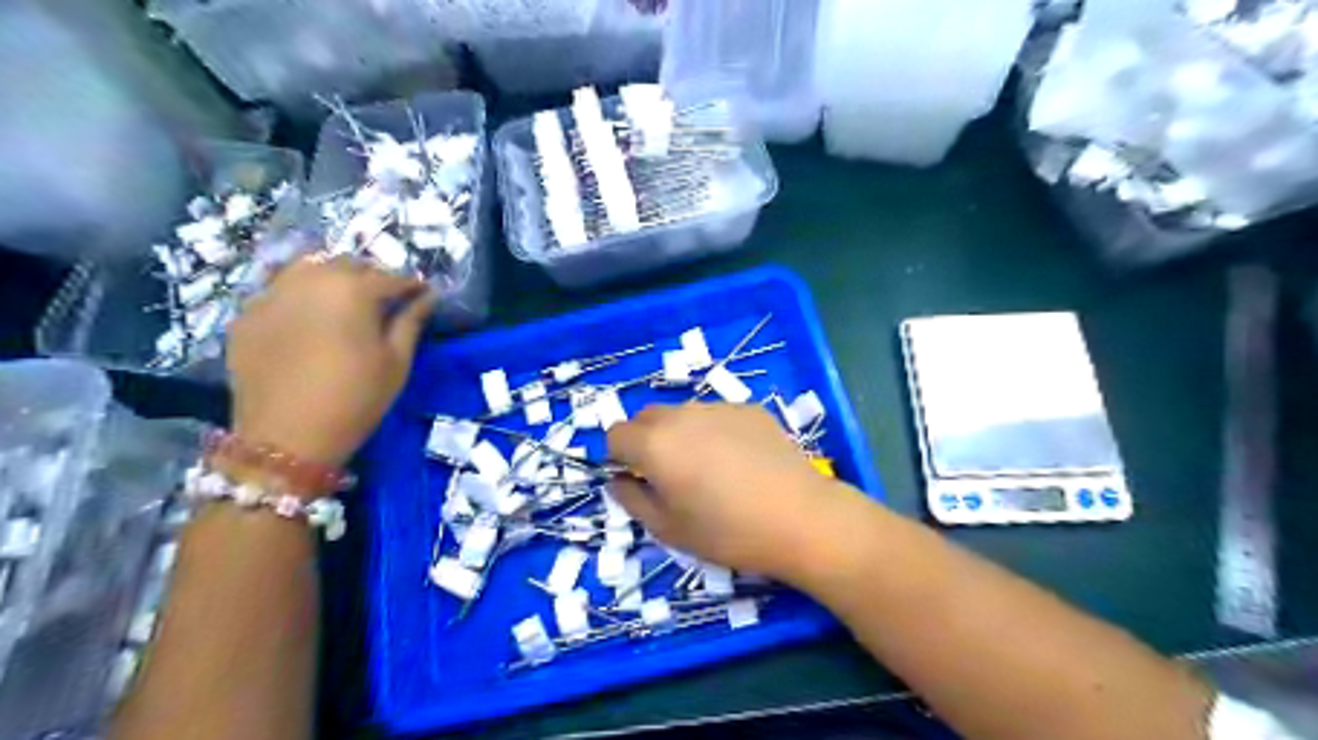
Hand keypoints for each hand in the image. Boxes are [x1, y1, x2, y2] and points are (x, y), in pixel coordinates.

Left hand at [224, 259, 432, 471]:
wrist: (285, 438)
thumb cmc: (355, 399)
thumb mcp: (396, 362)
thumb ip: (411, 322)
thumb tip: (428, 297)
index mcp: (352, 291)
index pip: (390, 277)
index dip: (411, 285)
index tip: (424, 293)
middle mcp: (309, 280)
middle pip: (346, 264)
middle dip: (370, 277)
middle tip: (386, 300)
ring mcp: (271, 295)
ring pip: (307, 269)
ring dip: (332, 278)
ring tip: (345, 302)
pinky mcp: (246, 315)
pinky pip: (278, 291)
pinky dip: (300, 295)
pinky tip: (309, 319)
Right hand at [606, 402, 867, 580]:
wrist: (800, 518)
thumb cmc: (728, 532)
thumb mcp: (668, 529)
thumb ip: (632, 500)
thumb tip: (618, 480)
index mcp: (655, 444)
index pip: (615, 435)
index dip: (619, 458)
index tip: (637, 481)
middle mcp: (681, 415)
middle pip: (646, 418)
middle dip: (646, 442)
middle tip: (670, 477)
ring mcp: (718, 407)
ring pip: (682, 415)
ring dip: (681, 435)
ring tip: (710, 470)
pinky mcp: (748, 409)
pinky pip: (716, 416)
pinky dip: (715, 432)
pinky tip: (741, 462)